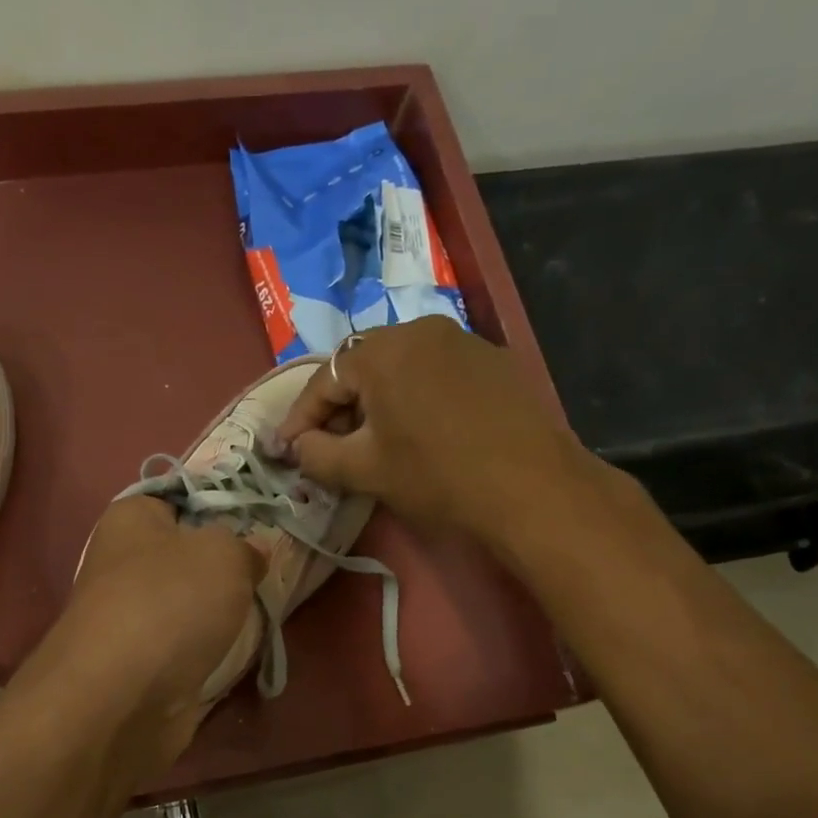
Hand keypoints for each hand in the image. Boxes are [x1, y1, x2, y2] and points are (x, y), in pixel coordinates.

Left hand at [8, 497, 258, 781]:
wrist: (122, 699)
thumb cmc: (171, 602)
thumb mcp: (225, 554)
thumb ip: (245, 546)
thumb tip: (251, 553)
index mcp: (131, 519)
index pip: (178, 499)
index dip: (219, 507)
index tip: (259, 522)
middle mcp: (123, 564)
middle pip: (186, 556)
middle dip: (225, 566)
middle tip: (266, 571)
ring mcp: (130, 618)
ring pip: (189, 604)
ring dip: (219, 612)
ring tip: (260, 612)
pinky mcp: (141, 664)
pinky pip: (186, 646)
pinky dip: (209, 651)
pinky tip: (237, 652)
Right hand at [276, 315, 596, 540]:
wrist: (533, 487)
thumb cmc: (436, 476)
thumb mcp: (364, 470)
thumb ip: (316, 454)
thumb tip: (297, 446)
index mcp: (382, 350)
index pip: (323, 381)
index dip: (299, 419)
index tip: (284, 450)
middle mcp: (420, 330)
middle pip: (360, 367)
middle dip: (338, 408)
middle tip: (326, 446)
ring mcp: (462, 340)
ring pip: (399, 368)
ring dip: (375, 402)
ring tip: (370, 441)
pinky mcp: (492, 360)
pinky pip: (433, 373)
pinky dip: (413, 398)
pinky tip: (418, 431)